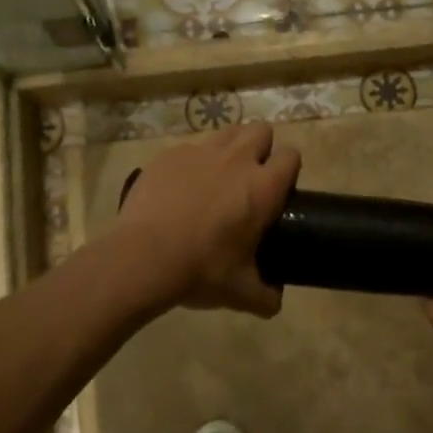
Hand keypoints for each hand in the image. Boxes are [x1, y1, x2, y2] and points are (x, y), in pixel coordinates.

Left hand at [103, 123, 299, 318]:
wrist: (142, 259)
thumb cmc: (200, 271)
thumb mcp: (240, 293)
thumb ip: (265, 297)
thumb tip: (275, 302)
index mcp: (262, 188)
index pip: (291, 156)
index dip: (288, 169)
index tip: (279, 188)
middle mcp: (236, 160)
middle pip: (261, 130)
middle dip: (261, 148)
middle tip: (250, 179)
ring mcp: (199, 153)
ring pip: (227, 132)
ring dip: (231, 147)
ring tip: (218, 176)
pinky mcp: (168, 155)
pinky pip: (190, 148)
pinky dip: (192, 162)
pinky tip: (180, 188)